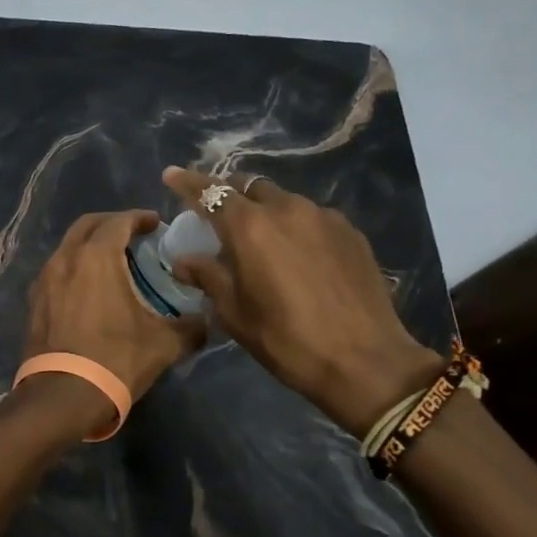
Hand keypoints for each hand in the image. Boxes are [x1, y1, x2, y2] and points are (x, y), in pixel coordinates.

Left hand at [24, 211, 207, 402]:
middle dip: (112, 224)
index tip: (155, 224)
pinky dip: (75, 266)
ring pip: (69, 246)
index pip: (119, 221)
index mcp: (97, 257)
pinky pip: (57, 269)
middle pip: (88, 225)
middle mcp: (66, 258)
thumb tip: (205, 320)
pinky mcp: (34, 300)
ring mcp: (45, 278)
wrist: (62, 395)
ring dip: (90, 245)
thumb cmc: (116, 360)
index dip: (139, 218)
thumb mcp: (164, 344)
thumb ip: (191, 326)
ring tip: (114, 261)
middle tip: (134, 236)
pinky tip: (90, 288)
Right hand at [161, 168, 441, 433]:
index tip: (170, 175)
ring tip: (262, 239)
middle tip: (219, 216)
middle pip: (249, 186)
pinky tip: (298, 254)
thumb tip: (185, 260)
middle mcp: (286, 208)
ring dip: (265, 210)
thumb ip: (208, 276)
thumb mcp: (235, 313)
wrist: (367, 362)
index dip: (187, 182)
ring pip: (283, 199)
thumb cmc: (287, 340)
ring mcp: (323, 217)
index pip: (209, 191)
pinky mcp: (351, 232)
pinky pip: (312, 217)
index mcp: (249, 226)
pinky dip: (295, 225)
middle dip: (229, 194)